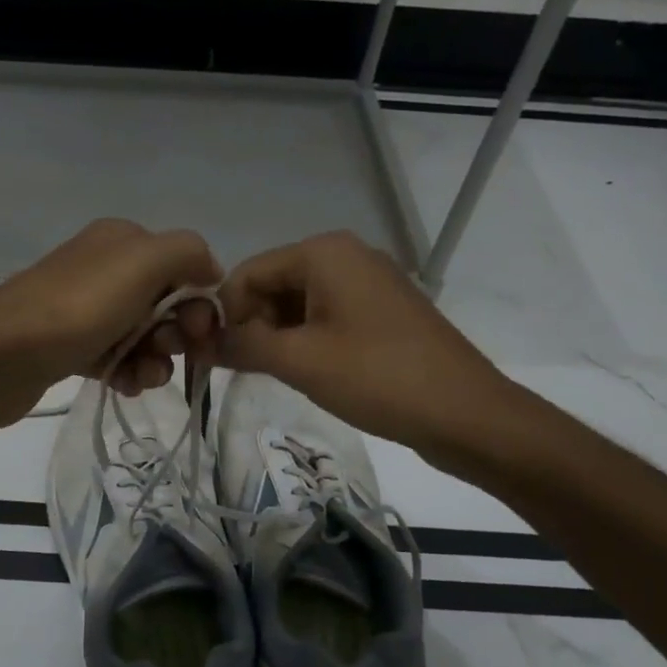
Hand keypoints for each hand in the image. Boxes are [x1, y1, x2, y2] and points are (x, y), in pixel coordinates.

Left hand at [0, 219, 222, 432]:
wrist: (2, 355)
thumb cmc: (80, 307)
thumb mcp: (144, 261)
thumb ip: (188, 252)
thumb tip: (210, 272)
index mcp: (123, 240)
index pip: (183, 266)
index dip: (199, 300)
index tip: (200, 333)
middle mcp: (105, 268)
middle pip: (166, 303)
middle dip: (177, 333)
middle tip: (168, 353)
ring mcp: (85, 309)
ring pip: (143, 336)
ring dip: (155, 360)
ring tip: (143, 378)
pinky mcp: (71, 347)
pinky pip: (116, 359)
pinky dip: (127, 373)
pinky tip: (123, 386)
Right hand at [218, 231, 526, 466]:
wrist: (467, 413)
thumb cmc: (377, 378)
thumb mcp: (299, 361)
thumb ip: (242, 345)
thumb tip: (200, 343)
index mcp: (324, 252)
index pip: (248, 272)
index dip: (224, 313)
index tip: (213, 357)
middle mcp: (346, 255)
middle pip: (273, 284)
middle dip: (253, 325)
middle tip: (245, 371)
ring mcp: (369, 282)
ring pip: (299, 303)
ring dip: (279, 336)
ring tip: (277, 375)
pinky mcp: (383, 311)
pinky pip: (328, 316)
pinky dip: (307, 340)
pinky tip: (308, 372)